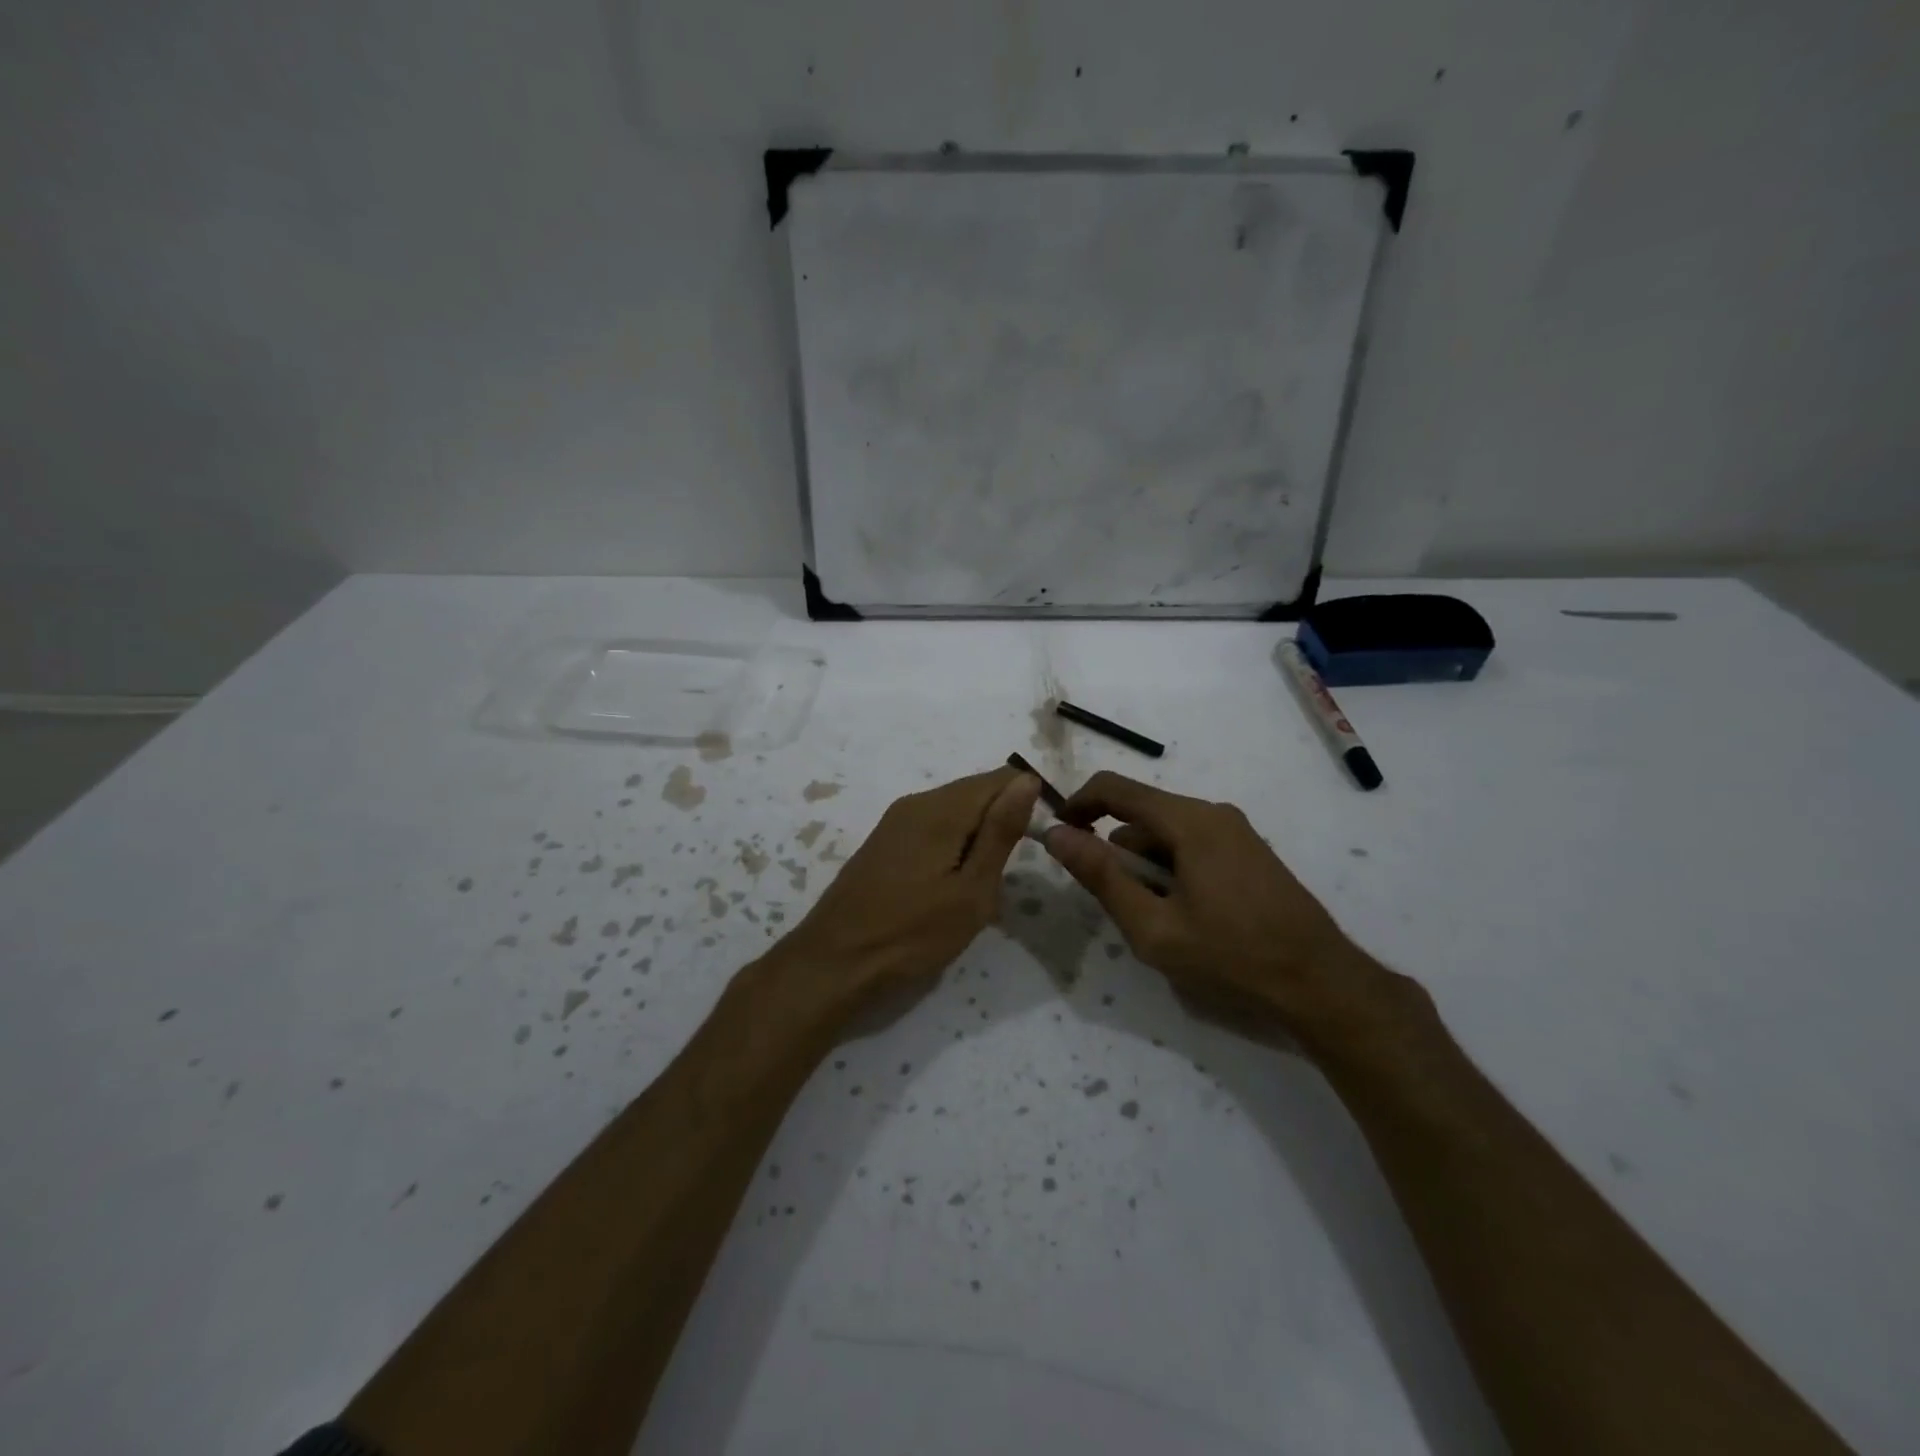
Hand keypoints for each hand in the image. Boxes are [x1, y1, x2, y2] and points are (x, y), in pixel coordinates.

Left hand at [769, 766, 1041, 1021]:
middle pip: (976, 793)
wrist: (834, 962)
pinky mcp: (884, 841)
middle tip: (1003, 878)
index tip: (1035, 845)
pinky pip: (932, 828)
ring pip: (954, 812)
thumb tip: (1027, 780)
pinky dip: (952, 847)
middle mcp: (916, 802)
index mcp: (941, 808)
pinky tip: (948, 887)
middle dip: (1000, 824)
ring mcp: (895, 821)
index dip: (1027, 802)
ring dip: (976, 839)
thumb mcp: (971, 891)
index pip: (1000, 779)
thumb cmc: (911, 934)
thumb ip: (1000, 832)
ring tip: (978, 888)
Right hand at [1042, 771, 1417, 1052]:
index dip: (1076, 805)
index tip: (1057, 837)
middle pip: (1141, 815)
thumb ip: (1101, 877)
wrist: (1322, 985)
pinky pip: (1192, 846)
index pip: (1114, 788)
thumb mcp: (1153, 926)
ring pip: (1167, 834)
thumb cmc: (1231, 956)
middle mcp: (1213, 813)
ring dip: (1145, 867)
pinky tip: (1185, 917)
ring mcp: (1236, 832)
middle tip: (1115, 905)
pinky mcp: (1249, 853)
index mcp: (1189, 821)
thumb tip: (1055, 835)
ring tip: (1156, 921)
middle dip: (1115, 852)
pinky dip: (1172, 871)